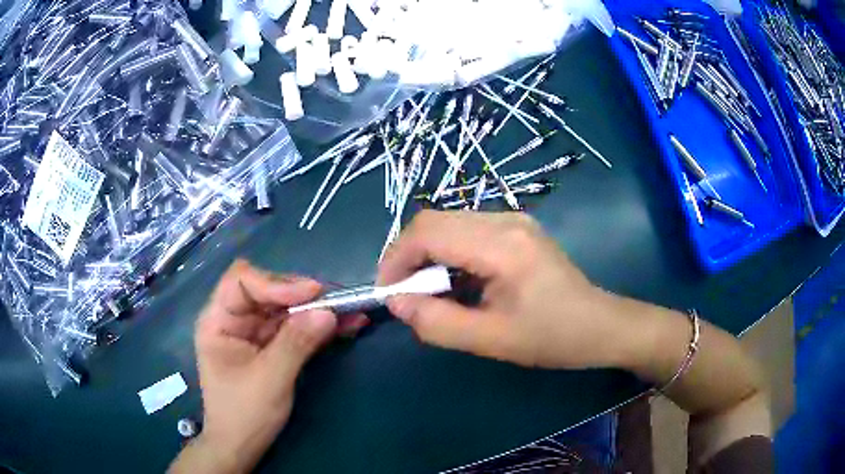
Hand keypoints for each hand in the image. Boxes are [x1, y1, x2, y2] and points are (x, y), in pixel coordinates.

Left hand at [170, 260, 365, 473]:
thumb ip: (296, 344)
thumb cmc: (244, 414)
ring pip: (287, 308)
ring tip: (351, 311)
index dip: (276, 282)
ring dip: (318, 309)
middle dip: (303, 295)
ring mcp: (254, 332)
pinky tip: (346, 325)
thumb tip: (328, 312)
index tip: (312, 294)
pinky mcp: (271, 346)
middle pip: (268, 291)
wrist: (241, 446)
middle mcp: (235, 319)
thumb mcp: (270, 380)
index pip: (242, 281)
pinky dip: (319, 327)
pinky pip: (296, 328)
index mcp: (218, 321)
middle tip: (338, 301)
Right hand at [379, 211, 629, 369]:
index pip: (428, 231)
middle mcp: (506, 219)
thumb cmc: (552, 337)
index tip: (387, 292)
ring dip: (428, 253)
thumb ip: (437, 322)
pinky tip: (457, 281)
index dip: (396, 258)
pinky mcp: (517, 227)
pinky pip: (467, 229)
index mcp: (501, 244)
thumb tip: (396, 302)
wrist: (601, 324)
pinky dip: (449, 252)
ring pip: (449, 223)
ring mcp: (514, 219)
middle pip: (434, 220)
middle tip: (405, 294)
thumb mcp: (492, 340)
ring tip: (430, 291)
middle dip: (408, 255)